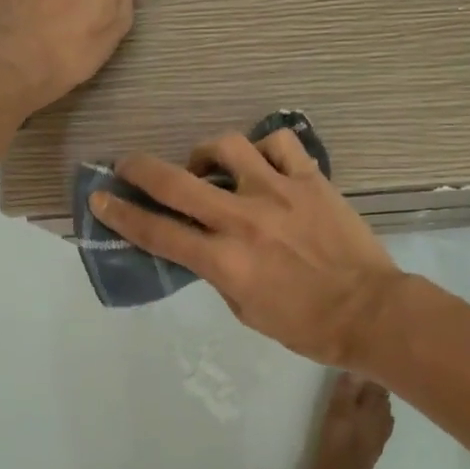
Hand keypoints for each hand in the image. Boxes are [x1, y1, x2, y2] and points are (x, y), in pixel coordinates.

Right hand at [88, 129, 403, 367]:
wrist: (369, 311)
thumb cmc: (305, 325)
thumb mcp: (246, 310)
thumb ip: (219, 273)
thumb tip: (204, 246)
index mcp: (224, 260)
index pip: (157, 232)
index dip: (121, 214)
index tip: (100, 198)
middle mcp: (243, 219)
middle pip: (176, 181)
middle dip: (140, 168)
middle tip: (127, 164)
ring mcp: (278, 192)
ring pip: (227, 146)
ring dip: (205, 152)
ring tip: (208, 165)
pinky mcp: (310, 179)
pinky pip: (279, 142)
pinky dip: (264, 147)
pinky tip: (261, 161)